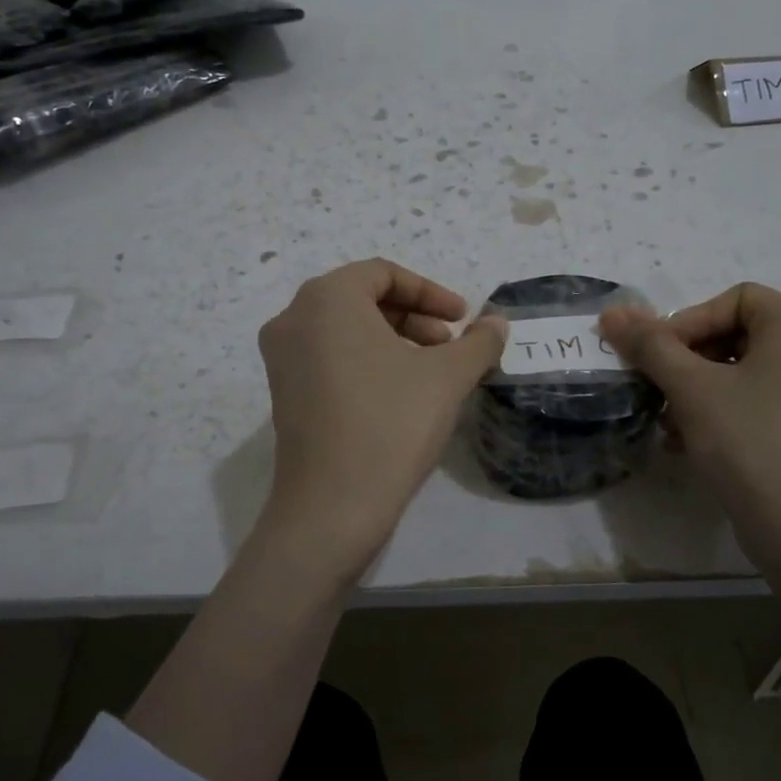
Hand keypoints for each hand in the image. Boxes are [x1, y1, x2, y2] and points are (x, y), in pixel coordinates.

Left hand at [256, 259, 506, 580]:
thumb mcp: (447, 377)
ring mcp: (281, 358)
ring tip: (432, 372)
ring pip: (346, 331)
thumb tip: (498, 324)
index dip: (431, 292)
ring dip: (394, 340)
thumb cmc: (391, 424)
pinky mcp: (282, 394)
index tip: (463, 319)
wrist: (332, 506)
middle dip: (414, 318)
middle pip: (363, 299)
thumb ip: (478, 342)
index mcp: (326, 299)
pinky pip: (330, 358)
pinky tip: (400, 394)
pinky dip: (367, 362)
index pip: (384, 273)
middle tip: (451, 346)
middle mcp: (293, 318)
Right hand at [600, 284, 780, 577]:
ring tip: (668, 425)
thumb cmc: (750, 444)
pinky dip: (721, 415)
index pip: (734, 298)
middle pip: (736, 334)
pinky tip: (689, 446)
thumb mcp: (692, 389)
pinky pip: (758, 404)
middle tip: (658, 391)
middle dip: (687, 361)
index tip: (659, 358)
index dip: (689, 321)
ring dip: (696, 392)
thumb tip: (613, 312)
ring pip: (742, 374)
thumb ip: (650, 345)